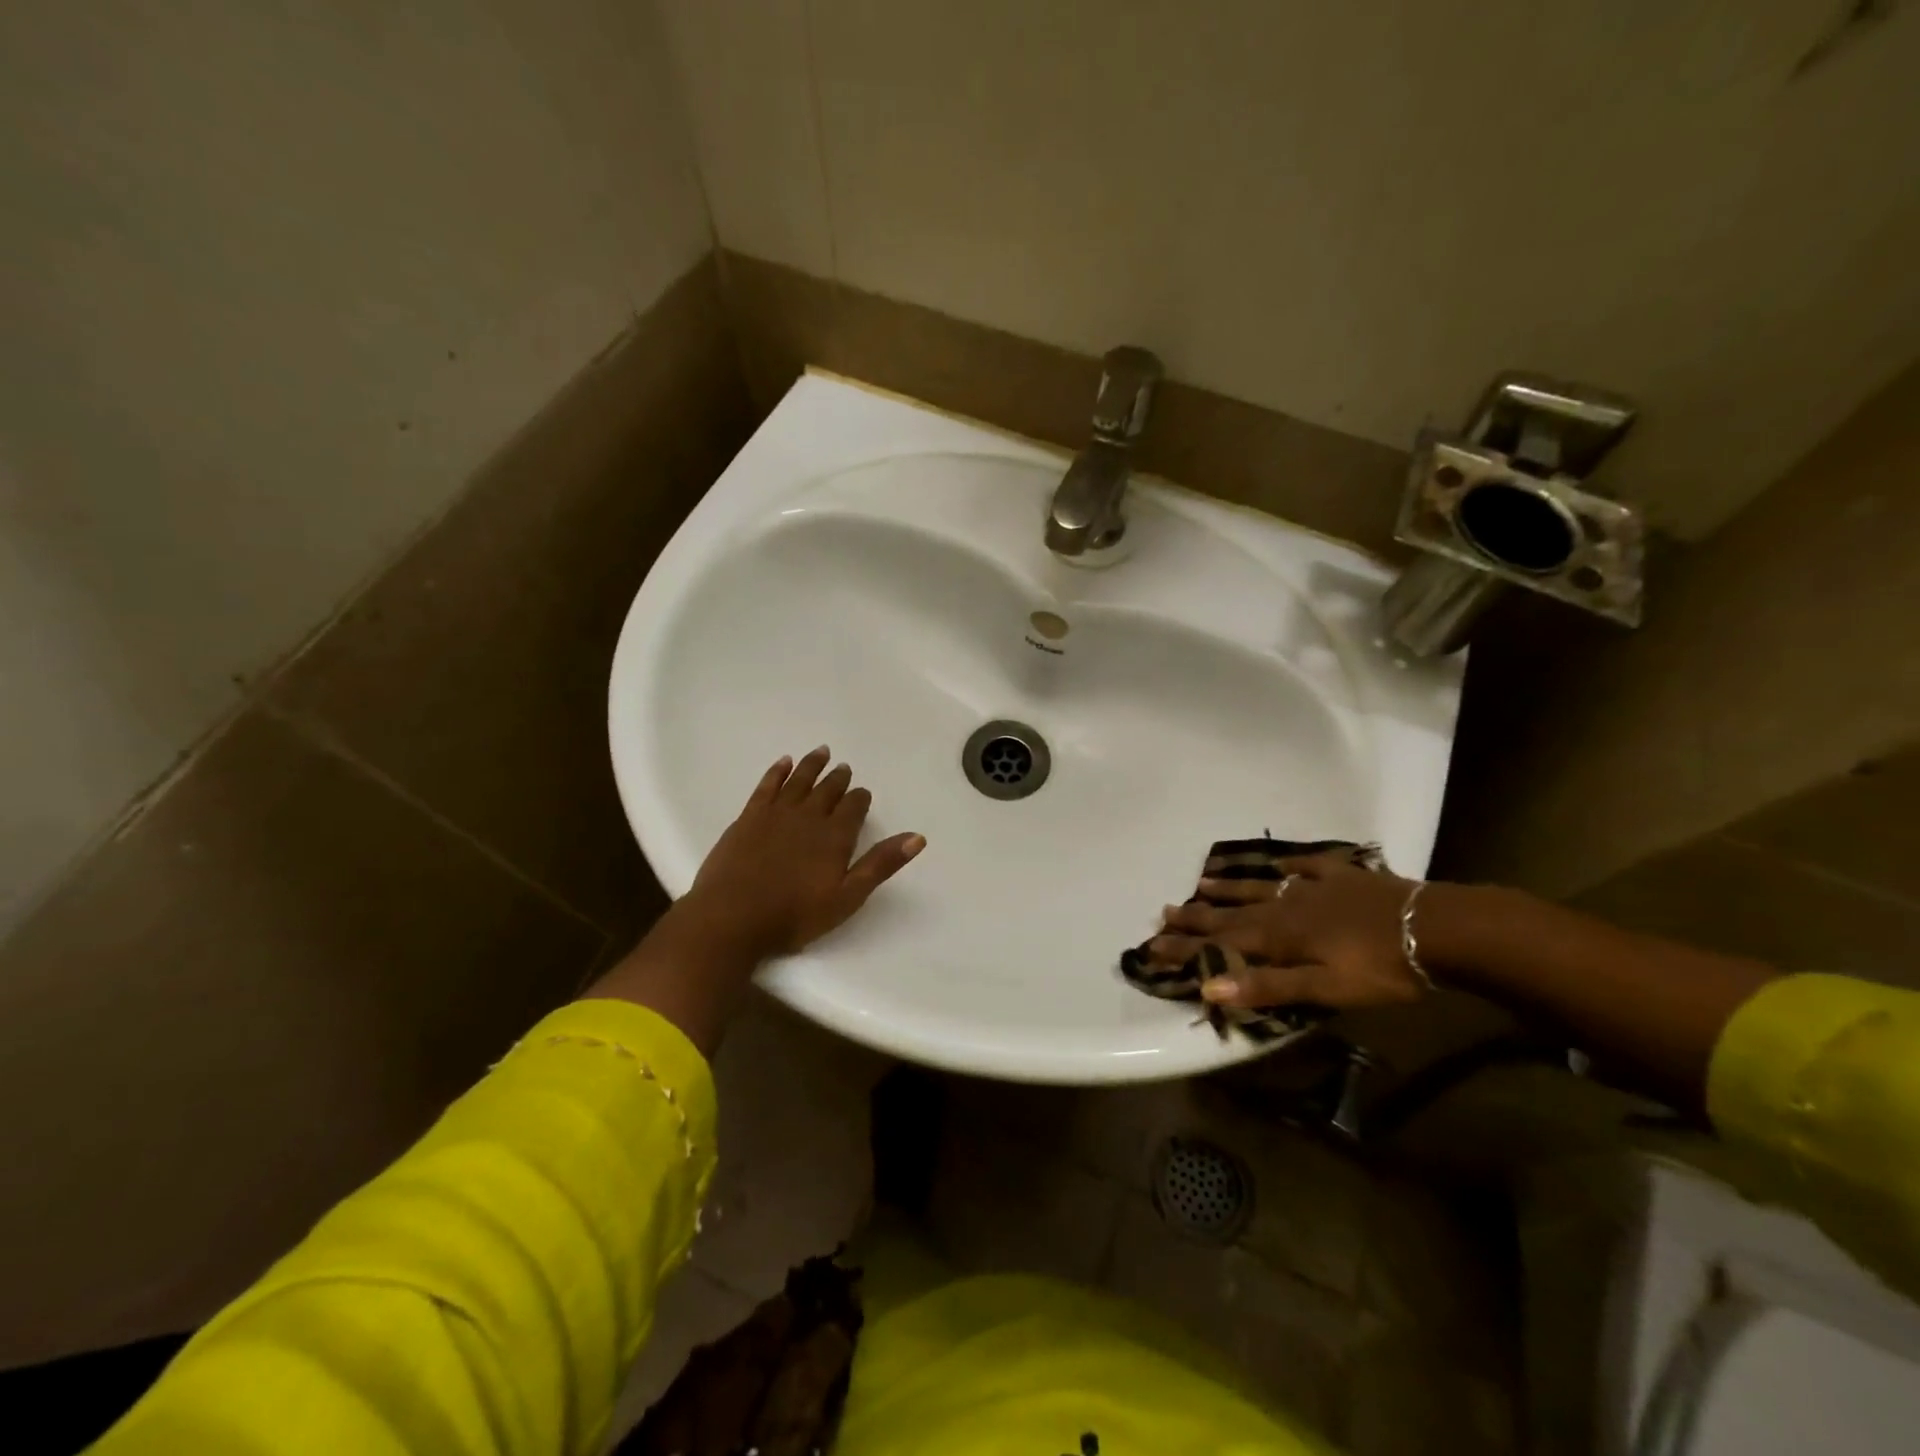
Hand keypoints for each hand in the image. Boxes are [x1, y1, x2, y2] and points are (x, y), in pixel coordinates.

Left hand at [590, 749, 923, 1053]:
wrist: (731, 918)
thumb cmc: (794, 915)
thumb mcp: (847, 897)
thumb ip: (881, 865)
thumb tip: (917, 837)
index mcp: (835, 836)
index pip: (854, 807)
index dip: (860, 798)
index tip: (863, 793)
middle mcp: (808, 816)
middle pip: (828, 790)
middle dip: (838, 779)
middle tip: (844, 768)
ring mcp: (775, 814)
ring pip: (799, 781)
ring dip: (812, 766)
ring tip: (821, 753)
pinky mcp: (748, 817)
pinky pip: (767, 786)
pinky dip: (777, 772)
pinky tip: (783, 763)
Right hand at [1146, 849, 1426, 1011]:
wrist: (1437, 928)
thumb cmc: (1381, 968)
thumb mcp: (1324, 988)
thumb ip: (1268, 986)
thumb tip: (1209, 985)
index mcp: (1280, 936)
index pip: (1221, 942)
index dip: (1186, 946)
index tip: (1152, 945)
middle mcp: (1286, 907)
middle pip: (1233, 913)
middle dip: (1197, 916)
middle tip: (1164, 912)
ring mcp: (1313, 887)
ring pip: (1261, 887)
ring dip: (1230, 888)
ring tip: (1202, 883)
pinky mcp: (1342, 877)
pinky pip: (1305, 868)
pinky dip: (1286, 867)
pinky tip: (1278, 865)